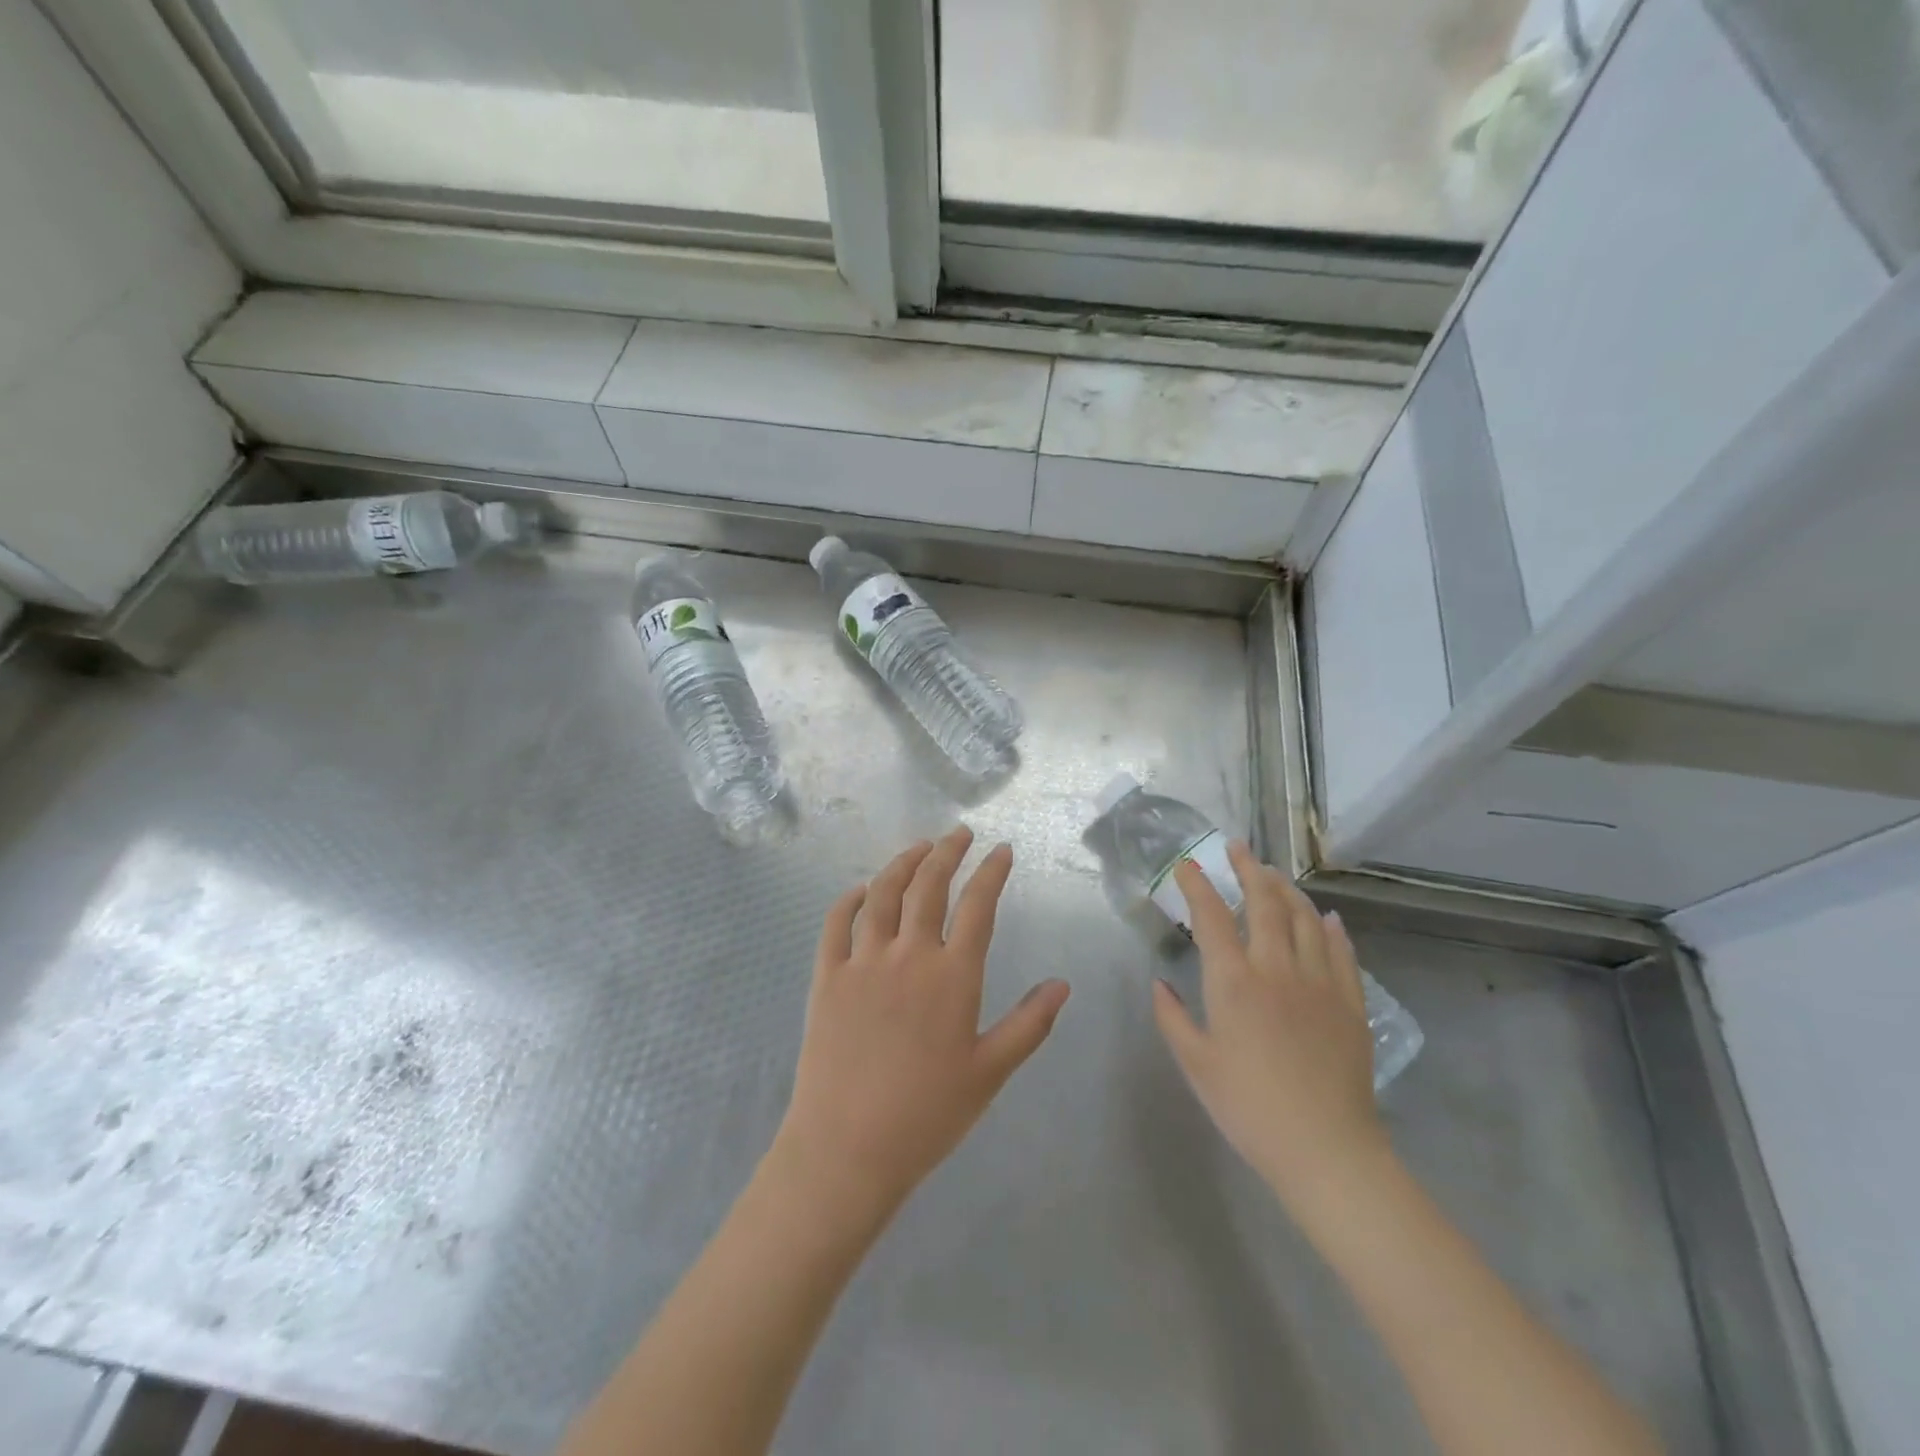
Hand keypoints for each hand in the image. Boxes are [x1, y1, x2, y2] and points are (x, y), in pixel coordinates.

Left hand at [771, 827, 1071, 1229]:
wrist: (848, 1147)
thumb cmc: (928, 1114)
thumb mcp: (991, 1072)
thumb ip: (1029, 1024)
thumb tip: (1062, 984)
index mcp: (952, 976)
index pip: (977, 906)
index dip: (992, 872)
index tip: (1002, 849)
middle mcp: (908, 955)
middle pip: (928, 886)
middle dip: (947, 851)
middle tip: (959, 833)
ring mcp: (863, 962)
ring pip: (882, 894)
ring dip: (902, 863)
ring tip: (918, 847)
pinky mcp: (827, 977)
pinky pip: (836, 923)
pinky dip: (849, 899)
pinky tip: (860, 889)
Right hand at [1151, 840, 1390, 1215]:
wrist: (1326, 1149)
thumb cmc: (1249, 1107)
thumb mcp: (1196, 1065)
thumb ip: (1172, 1018)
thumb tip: (1160, 983)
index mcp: (1233, 981)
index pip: (1211, 916)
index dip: (1197, 884)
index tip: (1187, 865)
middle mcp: (1277, 968)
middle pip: (1264, 903)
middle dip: (1249, 869)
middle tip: (1238, 848)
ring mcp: (1319, 982)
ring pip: (1305, 919)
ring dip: (1287, 890)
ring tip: (1275, 875)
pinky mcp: (1350, 1003)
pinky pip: (1342, 953)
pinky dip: (1332, 929)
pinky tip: (1327, 918)